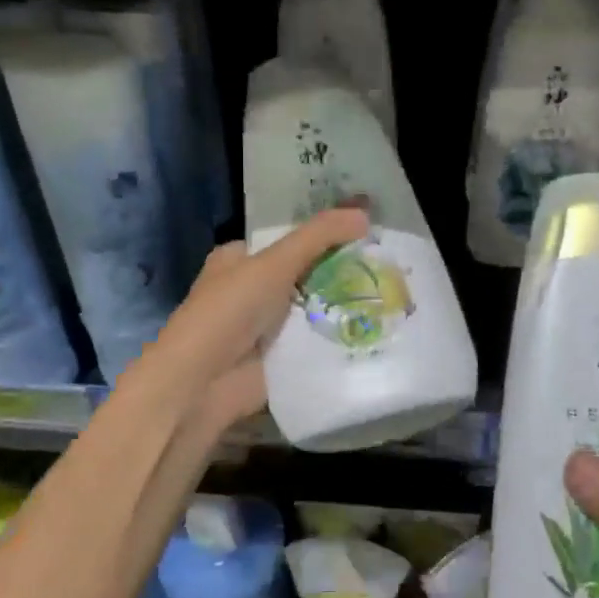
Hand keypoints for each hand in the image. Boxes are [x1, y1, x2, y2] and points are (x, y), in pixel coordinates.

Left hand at [130, 205, 370, 431]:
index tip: (367, 234)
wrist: (202, 383)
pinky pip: (317, 343)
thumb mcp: (274, 262)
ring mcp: (266, 328)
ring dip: (345, 306)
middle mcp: (251, 290)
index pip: (289, 240)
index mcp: (239, 260)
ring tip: (396, 295)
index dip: (325, 236)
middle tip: (389, 266)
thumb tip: (366, 214)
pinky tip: (378, 329)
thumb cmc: (229, 312)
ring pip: (315, 309)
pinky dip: (340, 338)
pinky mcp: (281, 360)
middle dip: (341, 273)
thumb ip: (319, 236)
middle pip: (306, 275)